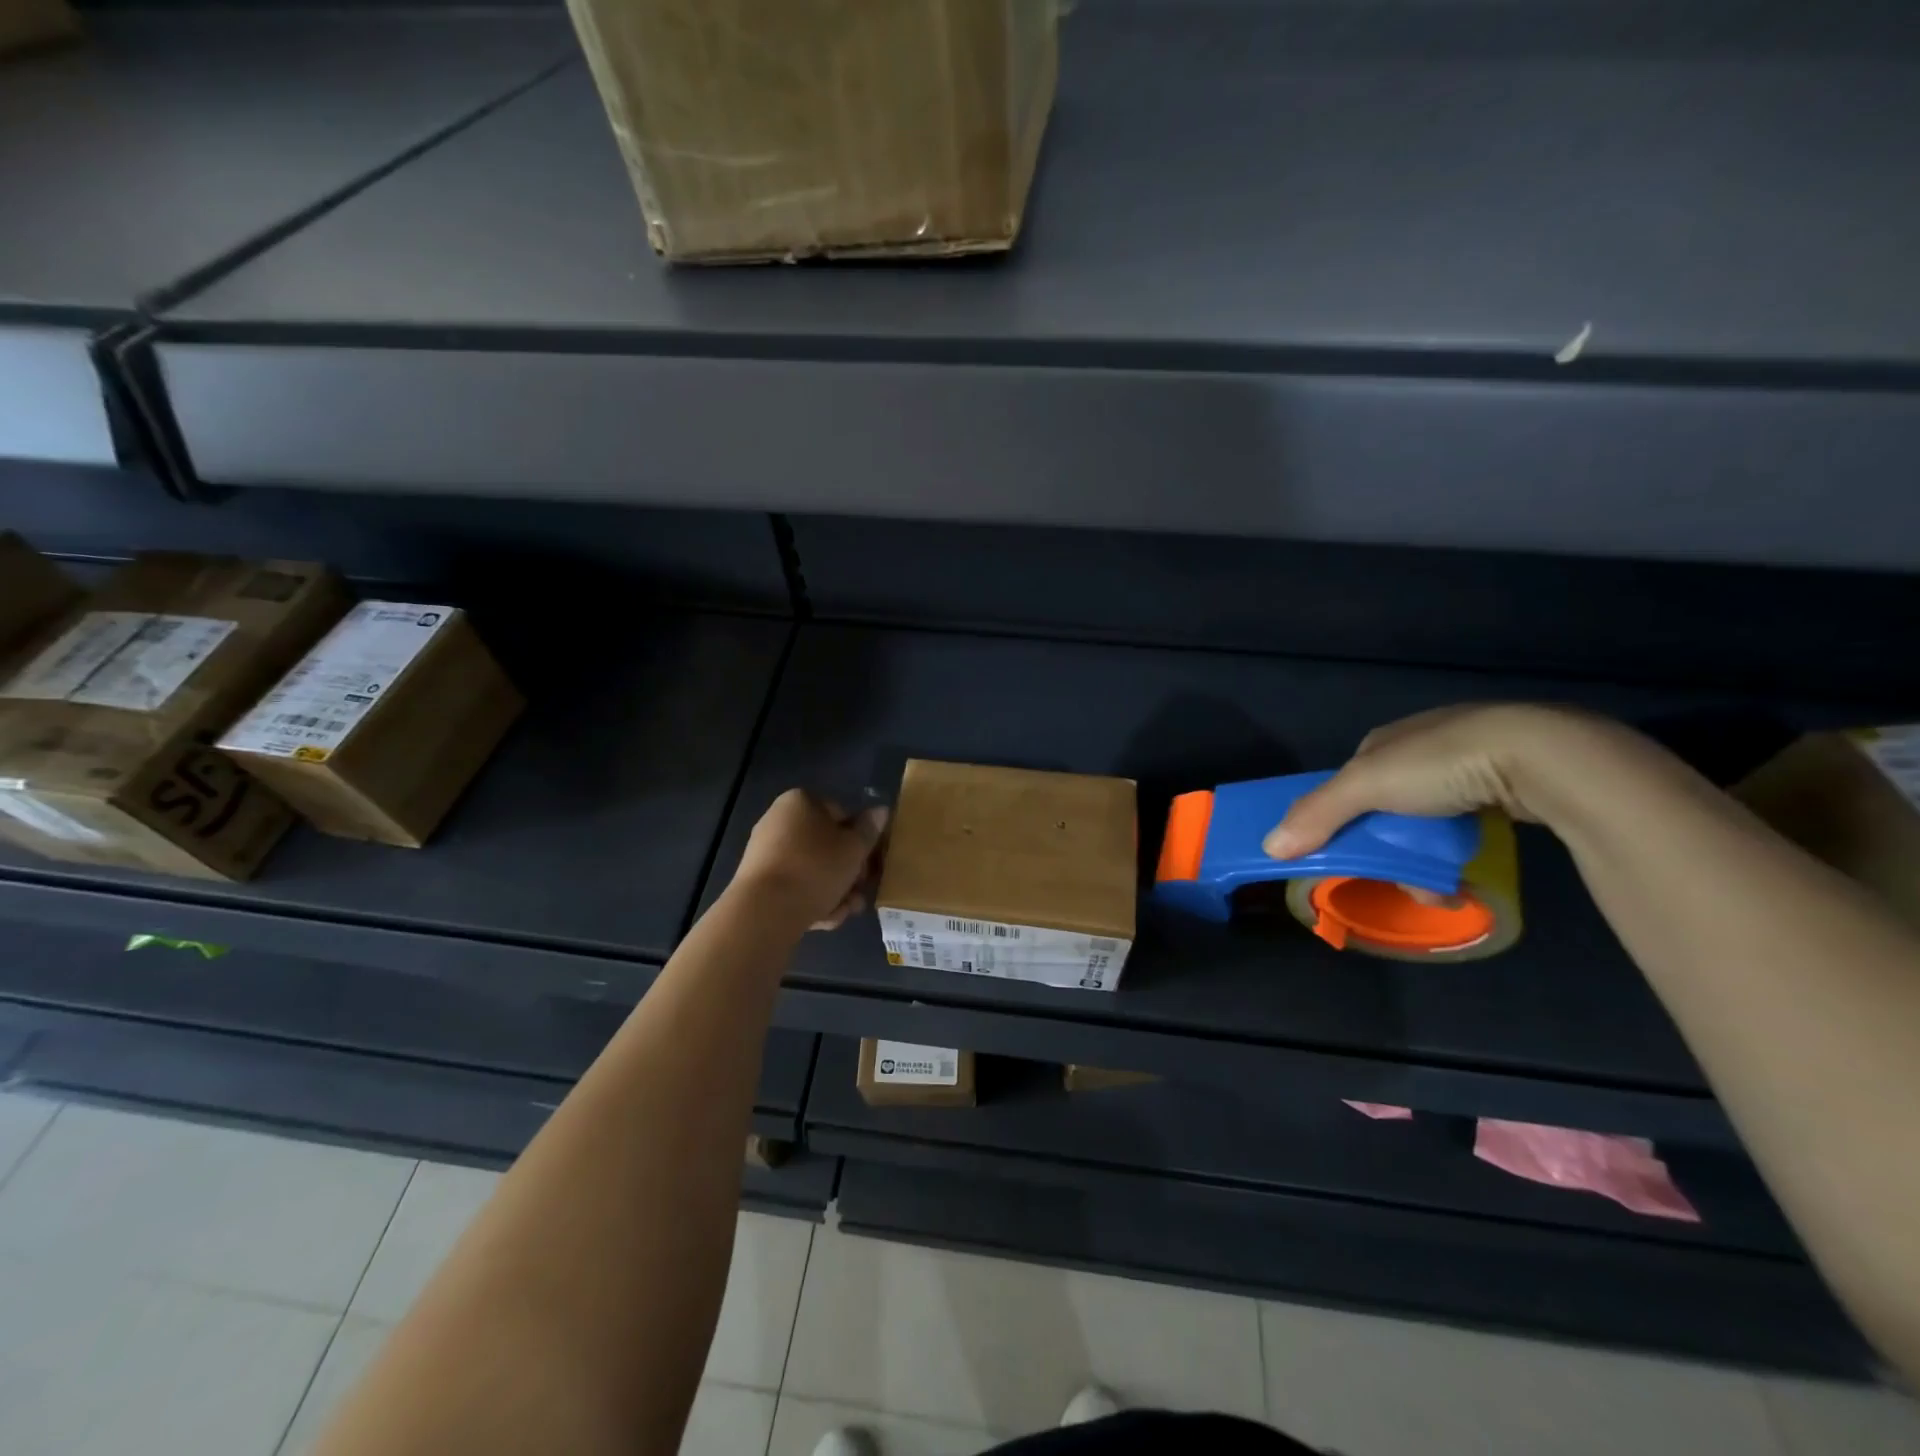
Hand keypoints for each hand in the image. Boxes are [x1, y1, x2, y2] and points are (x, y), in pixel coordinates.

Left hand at [734, 790, 887, 930]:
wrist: (764, 910)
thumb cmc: (816, 868)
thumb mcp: (853, 849)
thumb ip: (869, 830)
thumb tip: (881, 810)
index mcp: (800, 802)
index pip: (841, 816)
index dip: (860, 841)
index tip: (870, 865)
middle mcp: (779, 821)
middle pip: (826, 847)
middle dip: (848, 873)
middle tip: (860, 894)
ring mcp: (766, 852)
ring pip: (812, 871)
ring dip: (834, 891)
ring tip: (845, 911)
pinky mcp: (758, 882)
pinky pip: (794, 887)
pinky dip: (810, 900)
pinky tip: (823, 919)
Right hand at [1262, 703, 1602, 859]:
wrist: (1541, 755)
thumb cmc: (1440, 764)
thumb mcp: (1366, 787)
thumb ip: (1317, 815)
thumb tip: (1268, 846)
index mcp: (1384, 741)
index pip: (1349, 785)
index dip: (1341, 820)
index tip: (1347, 854)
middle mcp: (1421, 748)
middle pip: (1387, 809)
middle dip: (1389, 849)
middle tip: (1403, 879)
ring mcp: (1469, 763)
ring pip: (1428, 822)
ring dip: (1425, 859)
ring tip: (1441, 889)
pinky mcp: (1508, 782)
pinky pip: (1468, 822)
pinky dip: (1460, 849)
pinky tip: (1468, 870)